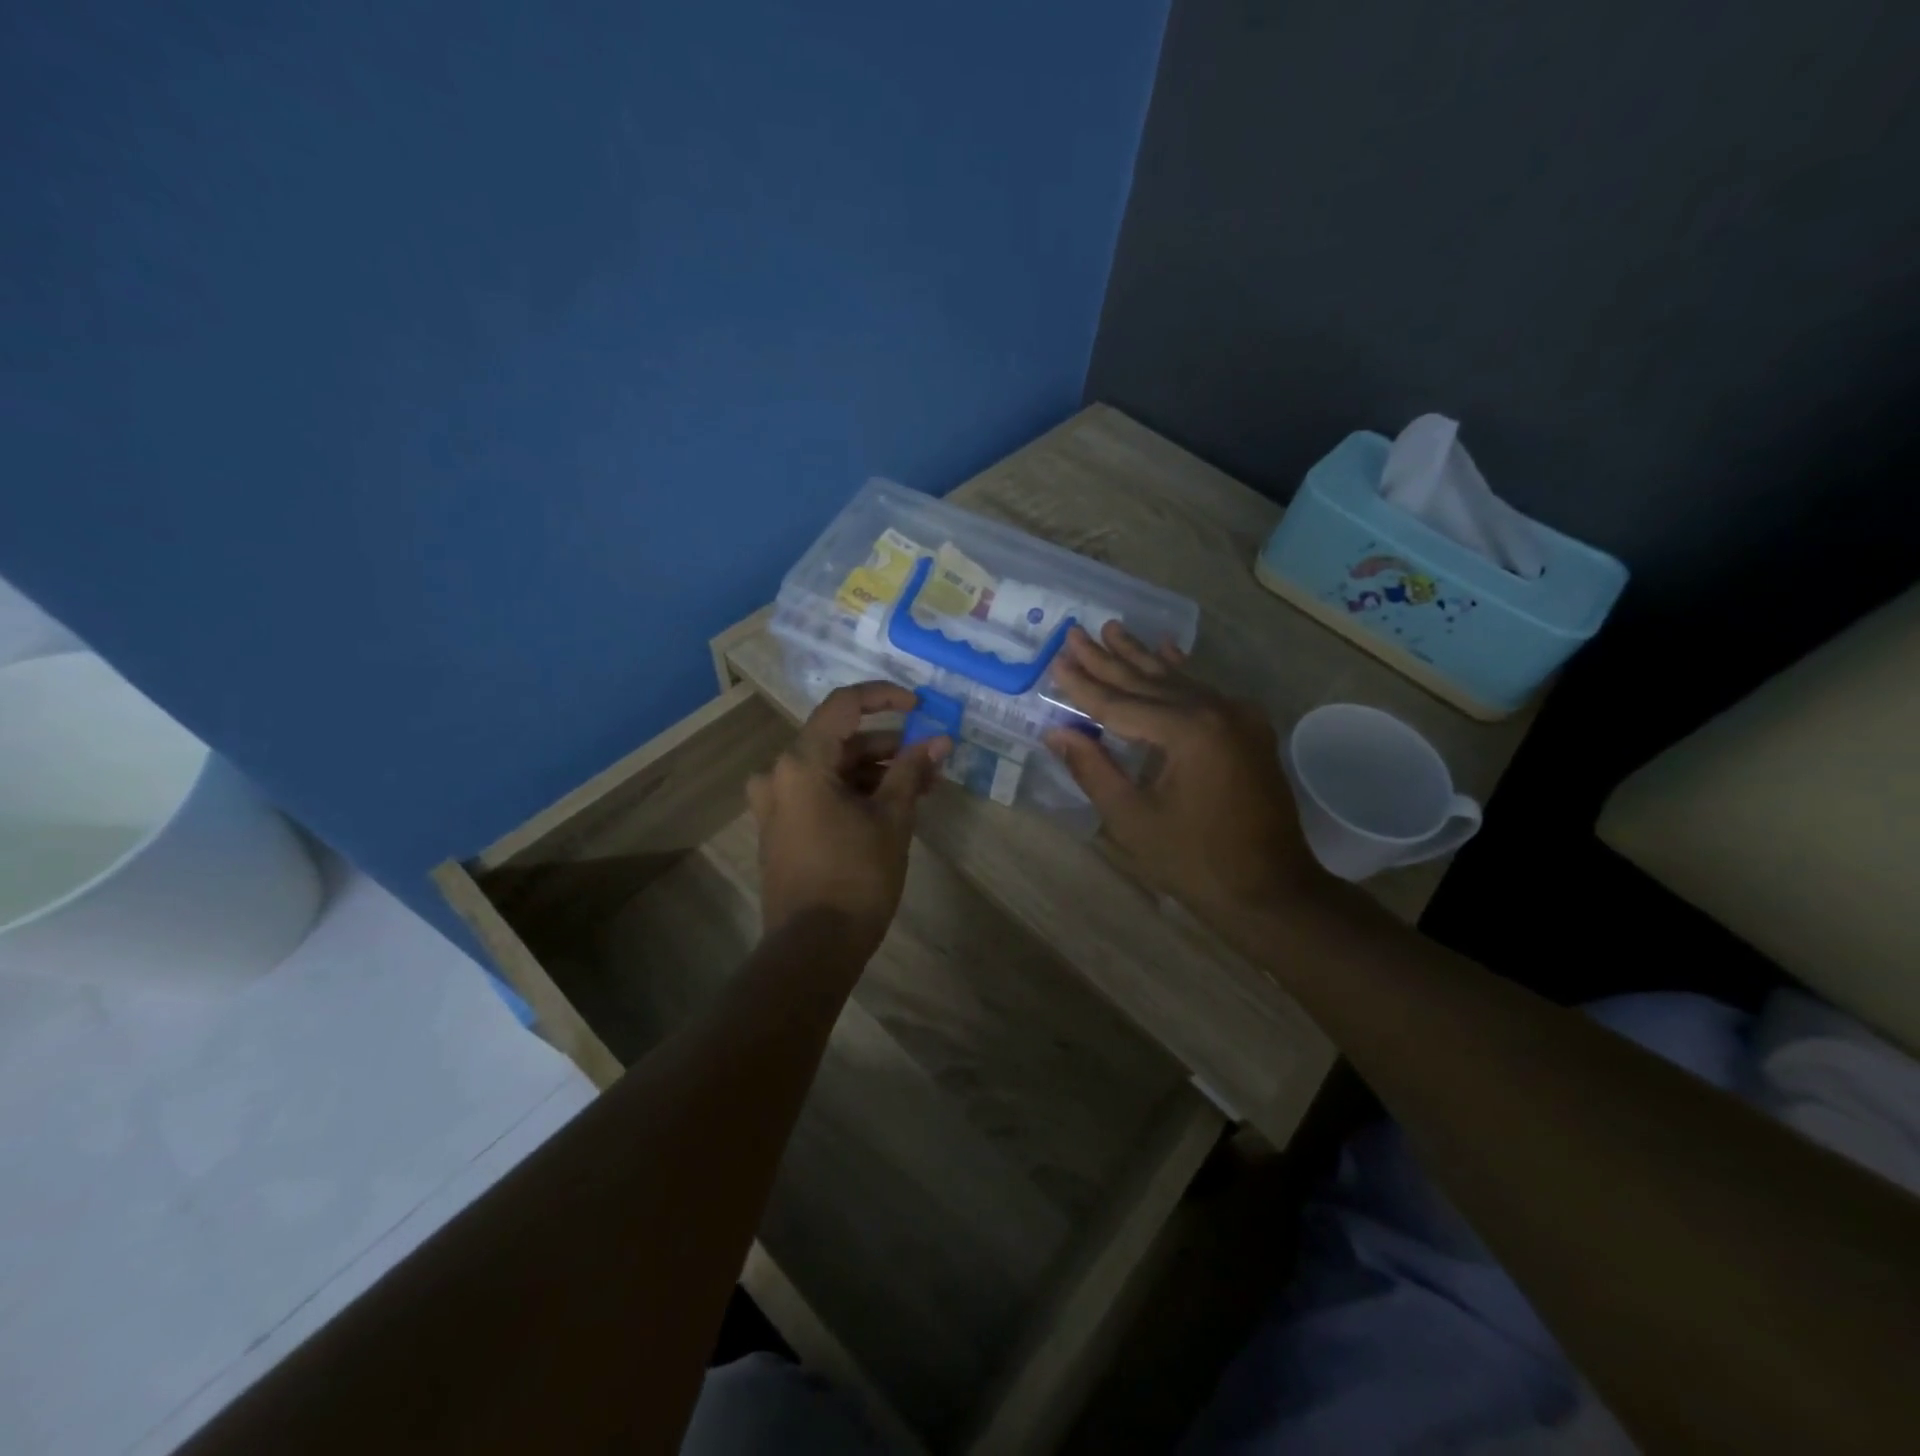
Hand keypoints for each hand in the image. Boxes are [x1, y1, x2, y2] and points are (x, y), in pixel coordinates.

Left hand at [746, 682, 949, 959]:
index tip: (920, 706)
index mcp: (801, 762)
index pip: (844, 705)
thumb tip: (939, 741)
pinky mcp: (780, 829)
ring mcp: (775, 804)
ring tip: (920, 788)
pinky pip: (819, 794)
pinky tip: (889, 808)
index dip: (885, 697)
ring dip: (874, 772)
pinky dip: (853, 793)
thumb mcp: (892, 819)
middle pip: (839, 740)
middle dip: (888, 746)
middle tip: (930, 759)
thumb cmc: (856, 877)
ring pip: (831, 770)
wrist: (813, 948)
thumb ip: (912, 771)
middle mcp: (779, 774)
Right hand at [1044, 624, 1316, 915]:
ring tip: (1112, 629)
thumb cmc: (1194, 861)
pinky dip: (1181, 673)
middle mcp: (1217, 710)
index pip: (1120, 704)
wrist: (1271, 890)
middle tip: (1074, 633)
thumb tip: (1056, 731)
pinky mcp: (1248, 729)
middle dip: (1108, 660)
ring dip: (1140, 658)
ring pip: (1177, 681)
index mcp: (1188, 731)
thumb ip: (1092, 768)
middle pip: (1148, 682)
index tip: (1055, 661)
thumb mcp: (1132, 818)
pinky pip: (1204, 692)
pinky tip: (1167, 649)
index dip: (1083, 686)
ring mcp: (1238, 716)